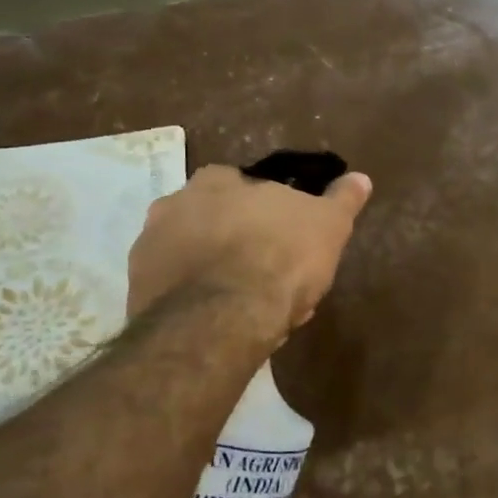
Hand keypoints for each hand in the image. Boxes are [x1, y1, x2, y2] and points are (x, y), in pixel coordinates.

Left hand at [127, 164, 371, 331]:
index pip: (244, 187)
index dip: (268, 213)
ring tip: (249, 304)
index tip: (288, 239)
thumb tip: (360, 178)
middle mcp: (173, 203)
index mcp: (218, 181)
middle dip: (240, 242)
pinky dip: (197, 299)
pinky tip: (223, 320)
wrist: (221, 318)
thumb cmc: (281, 258)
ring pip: (195, 256)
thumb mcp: (328, 225)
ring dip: (216, 271)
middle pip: (215, 220)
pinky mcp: (137, 290)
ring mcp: (149, 247)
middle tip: (270, 275)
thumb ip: (342, 199)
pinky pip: (177, 289)